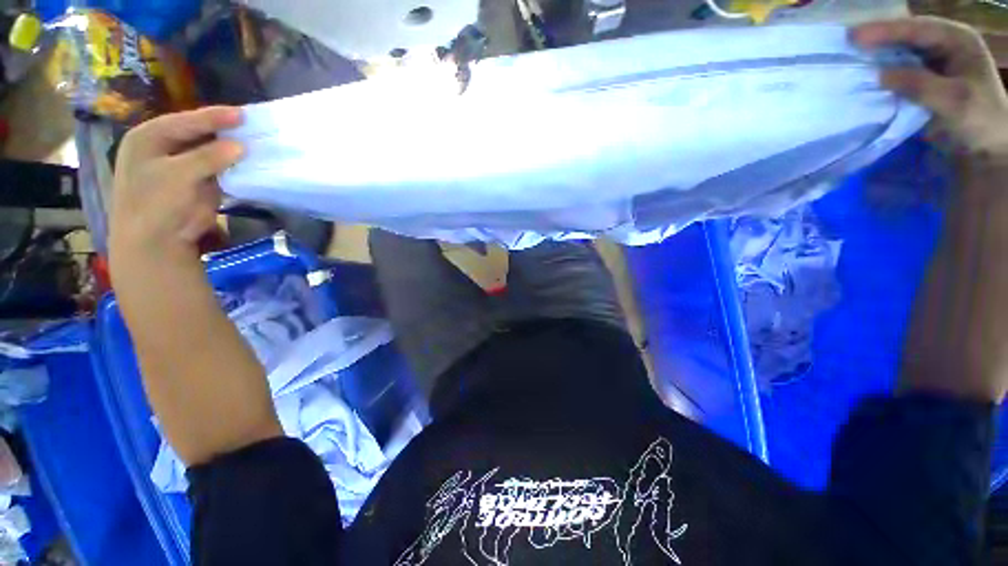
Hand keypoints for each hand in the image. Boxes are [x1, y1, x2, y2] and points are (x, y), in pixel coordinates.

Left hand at [109, 107, 243, 264]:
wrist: (156, 242)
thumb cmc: (155, 203)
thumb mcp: (178, 175)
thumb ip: (208, 157)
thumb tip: (240, 146)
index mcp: (149, 137)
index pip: (186, 121)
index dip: (214, 117)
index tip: (243, 114)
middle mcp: (165, 147)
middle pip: (198, 133)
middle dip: (224, 131)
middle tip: (251, 126)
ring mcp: (182, 166)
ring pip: (211, 151)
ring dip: (231, 149)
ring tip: (255, 141)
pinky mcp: (198, 183)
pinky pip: (219, 169)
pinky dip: (233, 166)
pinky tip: (249, 161)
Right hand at [853, 17, 1007, 158]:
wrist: (986, 147)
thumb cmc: (978, 121)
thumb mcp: (953, 101)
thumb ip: (919, 85)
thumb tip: (880, 75)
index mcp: (958, 39)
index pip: (917, 29)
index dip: (885, 30)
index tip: (853, 37)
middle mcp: (945, 44)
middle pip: (906, 35)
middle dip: (878, 39)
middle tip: (846, 43)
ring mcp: (933, 61)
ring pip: (900, 51)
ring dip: (878, 55)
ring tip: (851, 57)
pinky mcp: (924, 79)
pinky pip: (899, 70)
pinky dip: (882, 71)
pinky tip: (866, 74)